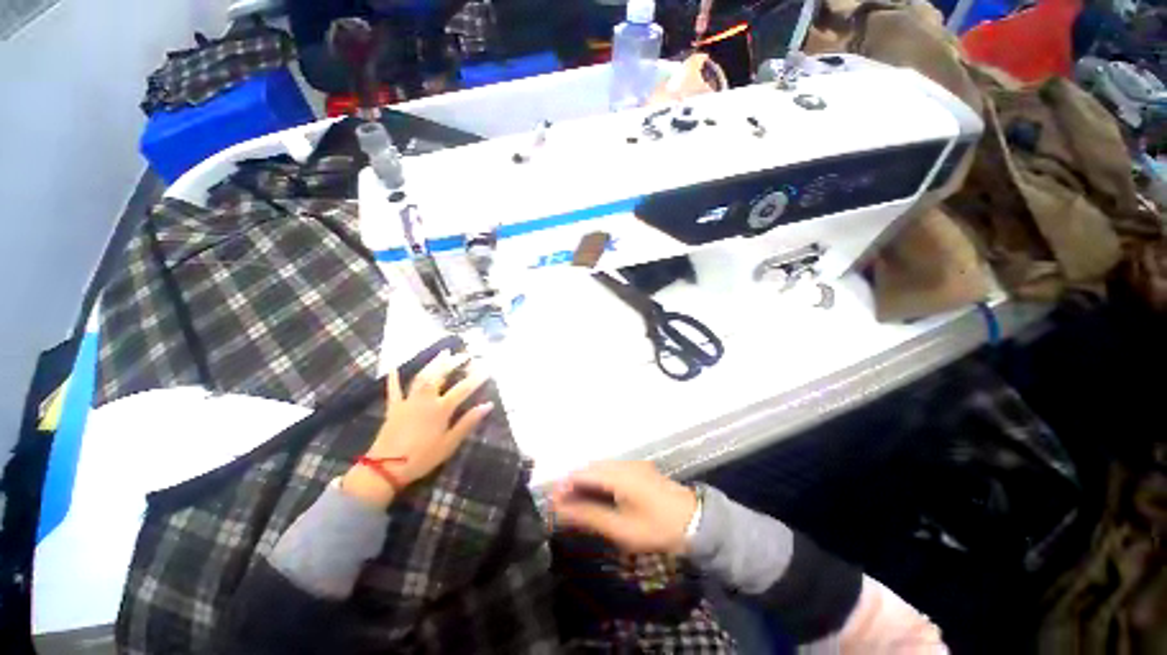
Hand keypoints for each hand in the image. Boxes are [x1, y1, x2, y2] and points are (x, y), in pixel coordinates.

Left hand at [342, 350, 493, 507]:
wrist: (385, 468)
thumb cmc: (422, 457)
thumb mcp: (450, 443)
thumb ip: (468, 422)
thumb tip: (488, 405)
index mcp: (441, 409)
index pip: (463, 389)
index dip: (476, 378)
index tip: (487, 369)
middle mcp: (426, 400)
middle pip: (440, 376)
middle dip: (453, 363)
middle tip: (464, 354)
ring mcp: (408, 401)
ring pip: (422, 377)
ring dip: (433, 364)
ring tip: (443, 353)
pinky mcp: (394, 408)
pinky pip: (394, 390)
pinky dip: (394, 378)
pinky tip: (395, 367)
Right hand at [549, 461, 697, 555]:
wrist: (694, 521)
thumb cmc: (656, 528)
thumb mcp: (621, 528)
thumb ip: (589, 516)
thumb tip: (561, 511)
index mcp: (618, 474)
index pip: (582, 474)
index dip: (564, 486)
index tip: (550, 503)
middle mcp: (622, 463)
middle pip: (589, 468)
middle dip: (572, 484)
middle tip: (560, 506)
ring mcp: (632, 464)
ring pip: (599, 469)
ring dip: (584, 482)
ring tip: (573, 503)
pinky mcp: (638, 469)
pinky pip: (611, 471)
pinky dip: (598, 482)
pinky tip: (595, 496)